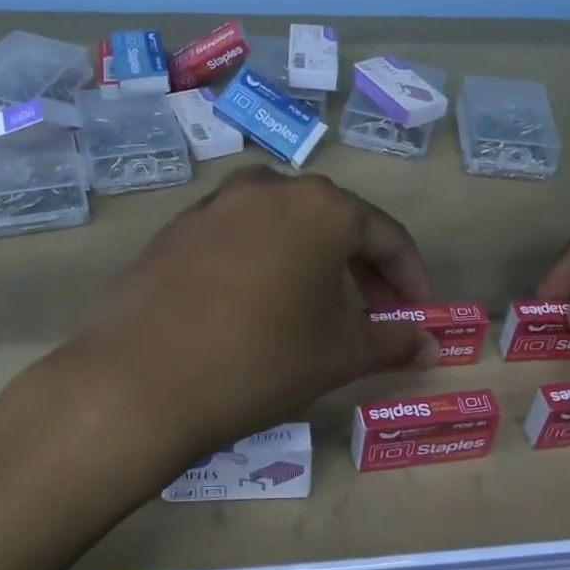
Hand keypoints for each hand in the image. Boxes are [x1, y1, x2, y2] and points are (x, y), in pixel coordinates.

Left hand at [71, 168, 438, 457]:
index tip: (421, 313)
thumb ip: (392, 341)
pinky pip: (241, 237)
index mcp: (320, 206)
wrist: (139, 381)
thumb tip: (431, 346)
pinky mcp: (178, 228)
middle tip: (377, 314)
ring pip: (285, 226)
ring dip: (314, 262)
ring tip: (320, 307)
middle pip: (335, 223)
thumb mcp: (339, 354)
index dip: (410, 277)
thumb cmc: (260, 360)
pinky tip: (260, 303)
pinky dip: (267, 262)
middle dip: (364, 269)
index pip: (386, 235)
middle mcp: (269, 188)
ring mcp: (216, 204)